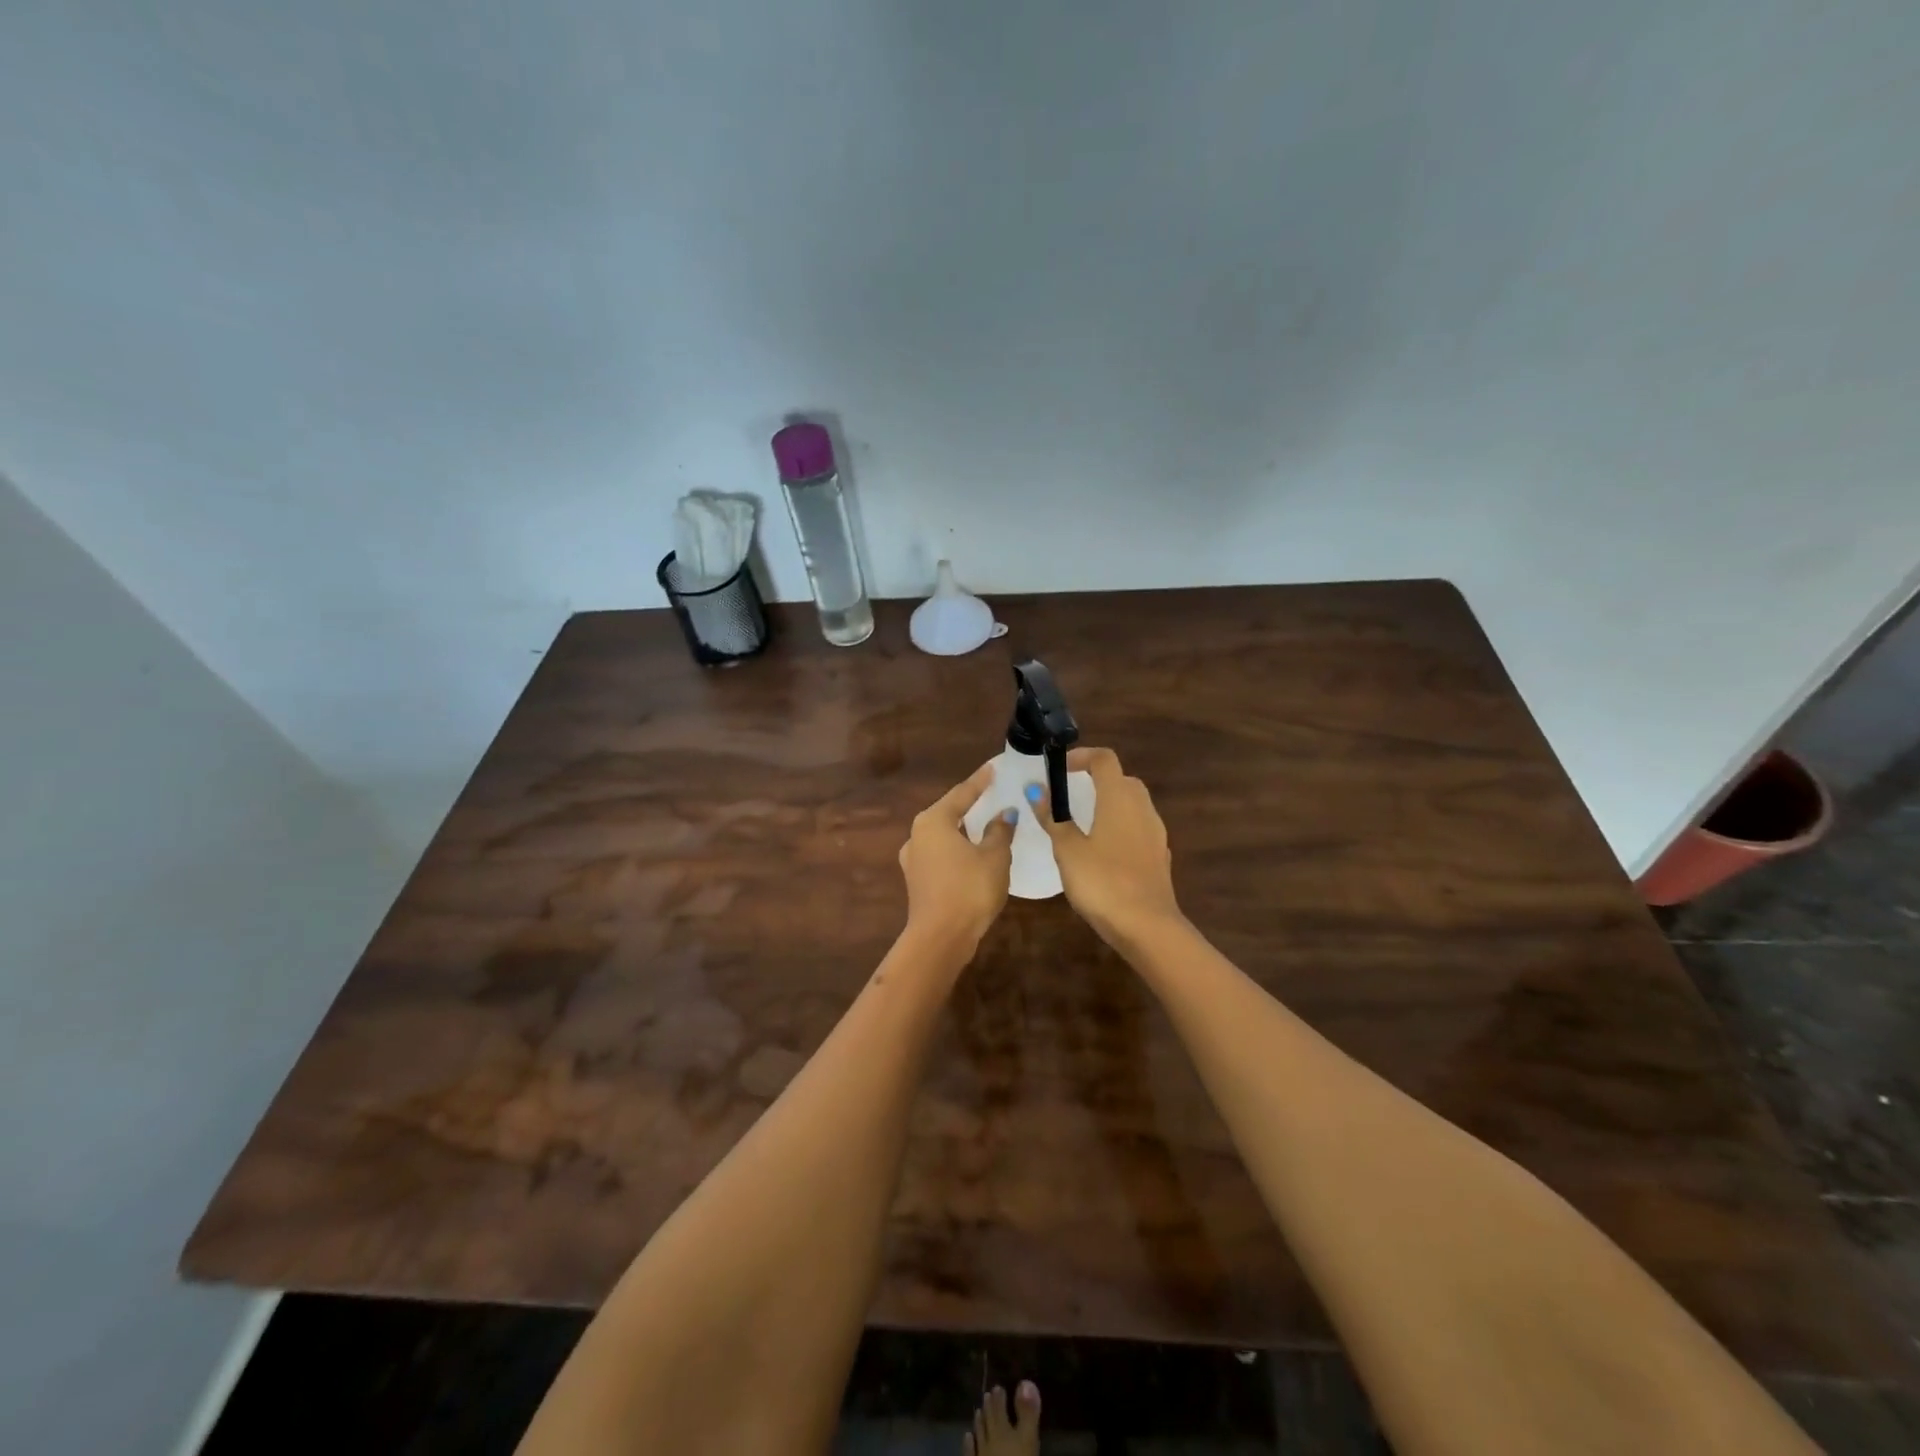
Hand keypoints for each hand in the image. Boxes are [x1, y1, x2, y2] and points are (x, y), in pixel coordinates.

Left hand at [898, 763, 1016, 952]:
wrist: (940, 938)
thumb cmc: (969, 889)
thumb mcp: (994, 857)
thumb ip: (1000, 831)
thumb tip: (1004, 814)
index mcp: (933, 821)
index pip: (962, 793)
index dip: (981, 781)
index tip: (994, 767)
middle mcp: (917, 834)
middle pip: (948, 812)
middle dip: (970, 804)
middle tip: (992, 793)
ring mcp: (914, 859)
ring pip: (943, 835)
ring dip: (963, 828)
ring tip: (986, 821)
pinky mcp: (917, 880)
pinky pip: (941, 854)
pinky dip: (958, 848)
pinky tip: (973, 852)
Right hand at [1031, 747, 1181, 948]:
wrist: (1147, 927)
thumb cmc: (1102, 882)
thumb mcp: (1068, 850)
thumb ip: (1053, 818)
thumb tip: (1036, 790)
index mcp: (1119, 799)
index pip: (1105, 759)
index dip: (1082, 756)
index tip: (1060, 769)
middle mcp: (1142, 808)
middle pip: (1122, 779)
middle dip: (1097, 779)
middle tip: (1071, 794)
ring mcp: (1155, 833)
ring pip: (1134, 804)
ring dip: (1110, 803)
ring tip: (1083, 822)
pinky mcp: (1159, 856)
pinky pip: (1139, 828)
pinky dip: (1121, 827)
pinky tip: (1104, 850)